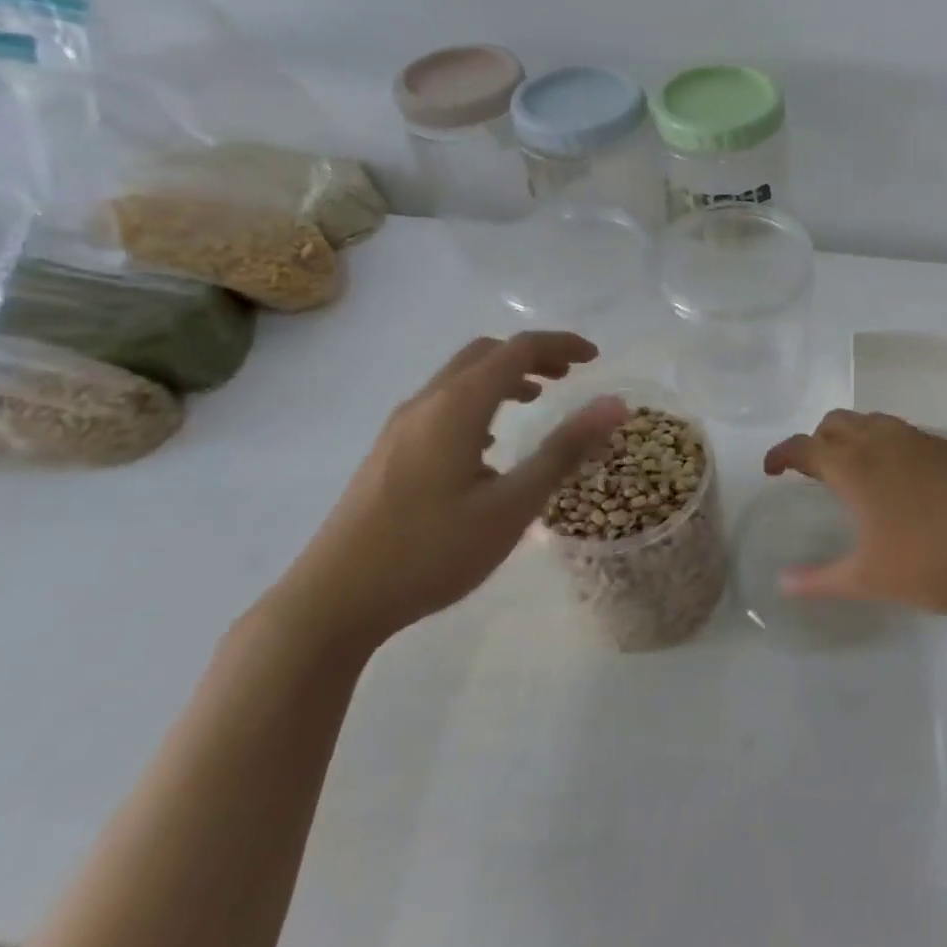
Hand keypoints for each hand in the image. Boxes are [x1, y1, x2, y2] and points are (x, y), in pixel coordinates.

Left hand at [271, 332, 626, 650]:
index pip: (518, 349)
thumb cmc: (431, 551)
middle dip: (531, 355)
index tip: (596, 358)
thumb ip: (564, 450)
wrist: (332, 601)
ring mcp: (400, 426)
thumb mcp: (511, 506)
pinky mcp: (387, 451)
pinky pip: (441, 403)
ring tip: (535, 401)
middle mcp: (426, 402)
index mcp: (458, 405)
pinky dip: (476, 401)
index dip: (561, 345)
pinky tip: (487, 444)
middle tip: (568, 377)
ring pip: (459, 377)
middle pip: (485, 353)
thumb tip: (614, 405)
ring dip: (502, 377)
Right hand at [763, 411, 946, 614]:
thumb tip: (783, 584)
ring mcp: (919, 440)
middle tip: (814, 474)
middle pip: (836, 422)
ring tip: (855, 475)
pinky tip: (901, 482)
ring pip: (872, 422)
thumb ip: (821, 580)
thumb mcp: (872, 579)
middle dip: (817, 441)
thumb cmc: (937, 561)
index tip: (771, 470)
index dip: (782, 454)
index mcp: (855, 466)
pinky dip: (885, 445)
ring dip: (852, 438)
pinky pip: (902, 433)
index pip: (805, 445)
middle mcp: (882, 441)